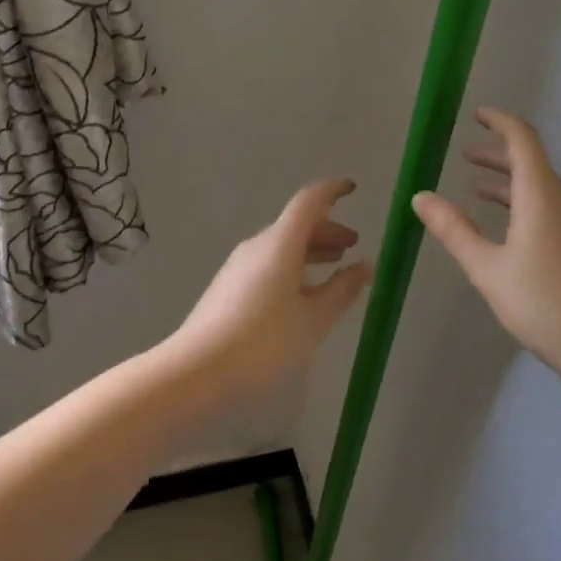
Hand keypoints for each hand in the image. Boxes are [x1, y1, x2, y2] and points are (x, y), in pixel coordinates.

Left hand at [168, 179, 371, 408]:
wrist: (196, 372)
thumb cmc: (263, 343)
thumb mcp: (313, 320)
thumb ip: (342, 290)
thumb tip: (365, 265)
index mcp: (280, 244)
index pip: (309, 202)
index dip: (332, 191)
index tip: (353, 189)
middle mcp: (258, 246)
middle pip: (296, 224)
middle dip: (327, 230)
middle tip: (353, 245)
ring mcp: (239, 266)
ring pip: (282, 246)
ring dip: (310, 250)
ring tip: (333, 265)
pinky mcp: (229, 287)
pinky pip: (269, 263)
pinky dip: (293, 266)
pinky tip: (302, 293)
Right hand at [413, 108, 560, 382]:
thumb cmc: (545, 303)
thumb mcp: (488, 268)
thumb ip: (454, 230)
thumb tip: (421, 196)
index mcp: (540, 196)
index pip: (523, 140)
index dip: (500, 122)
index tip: (477, 115)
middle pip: (531, 162)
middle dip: (497, 153)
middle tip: (465, 154)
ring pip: (539, 188)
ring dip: (507, 181)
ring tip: (475, 188)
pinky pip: (547, 208)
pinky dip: (520, 203)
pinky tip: (505, 227)